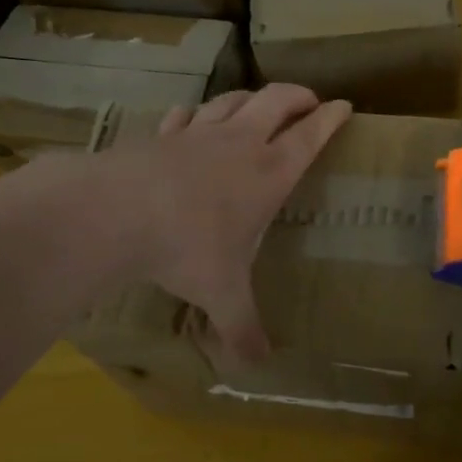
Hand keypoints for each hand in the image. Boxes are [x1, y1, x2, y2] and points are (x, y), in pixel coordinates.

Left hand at [102, 84, 350, 361]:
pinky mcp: (164, 133)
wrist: (116, 212)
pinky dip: (198, 112)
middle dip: (298, 95)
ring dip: (252, 98)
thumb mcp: (222, 293)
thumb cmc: (187, 247)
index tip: (344, 106)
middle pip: (277, 100)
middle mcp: (240, 143)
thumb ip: (242, 327)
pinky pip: (187, 113)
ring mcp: (199, 132)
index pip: (310, 134)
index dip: (331, 117)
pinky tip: (193, 119)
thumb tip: (258, 366)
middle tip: (309, 102)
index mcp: (269, 172)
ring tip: (259, 105)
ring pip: (234, 98)